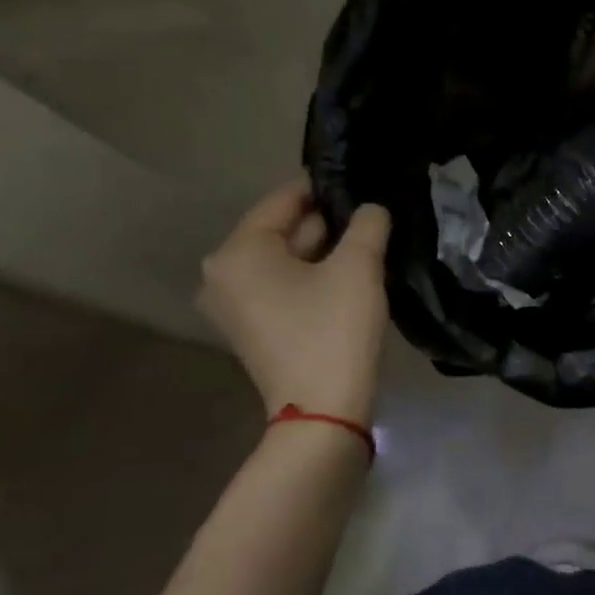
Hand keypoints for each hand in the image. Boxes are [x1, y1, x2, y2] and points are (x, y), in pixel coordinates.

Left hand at [197, 178, 392, 423]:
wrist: (323, 410)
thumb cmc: (334, 329)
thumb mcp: (359, 267)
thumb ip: (367, 225)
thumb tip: (371, 208)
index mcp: (238, 251)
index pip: (284, 199)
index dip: (325, 189)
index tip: (362, 184)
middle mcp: (223, 274)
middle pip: (282, 230)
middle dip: (327, 224)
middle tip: (372, 218)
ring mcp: (233, 305)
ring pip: (285, 261)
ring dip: (324, 253)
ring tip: (368, 246)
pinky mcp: (252, 329)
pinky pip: (282, 287)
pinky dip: (312, 279)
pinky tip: (348, 279)